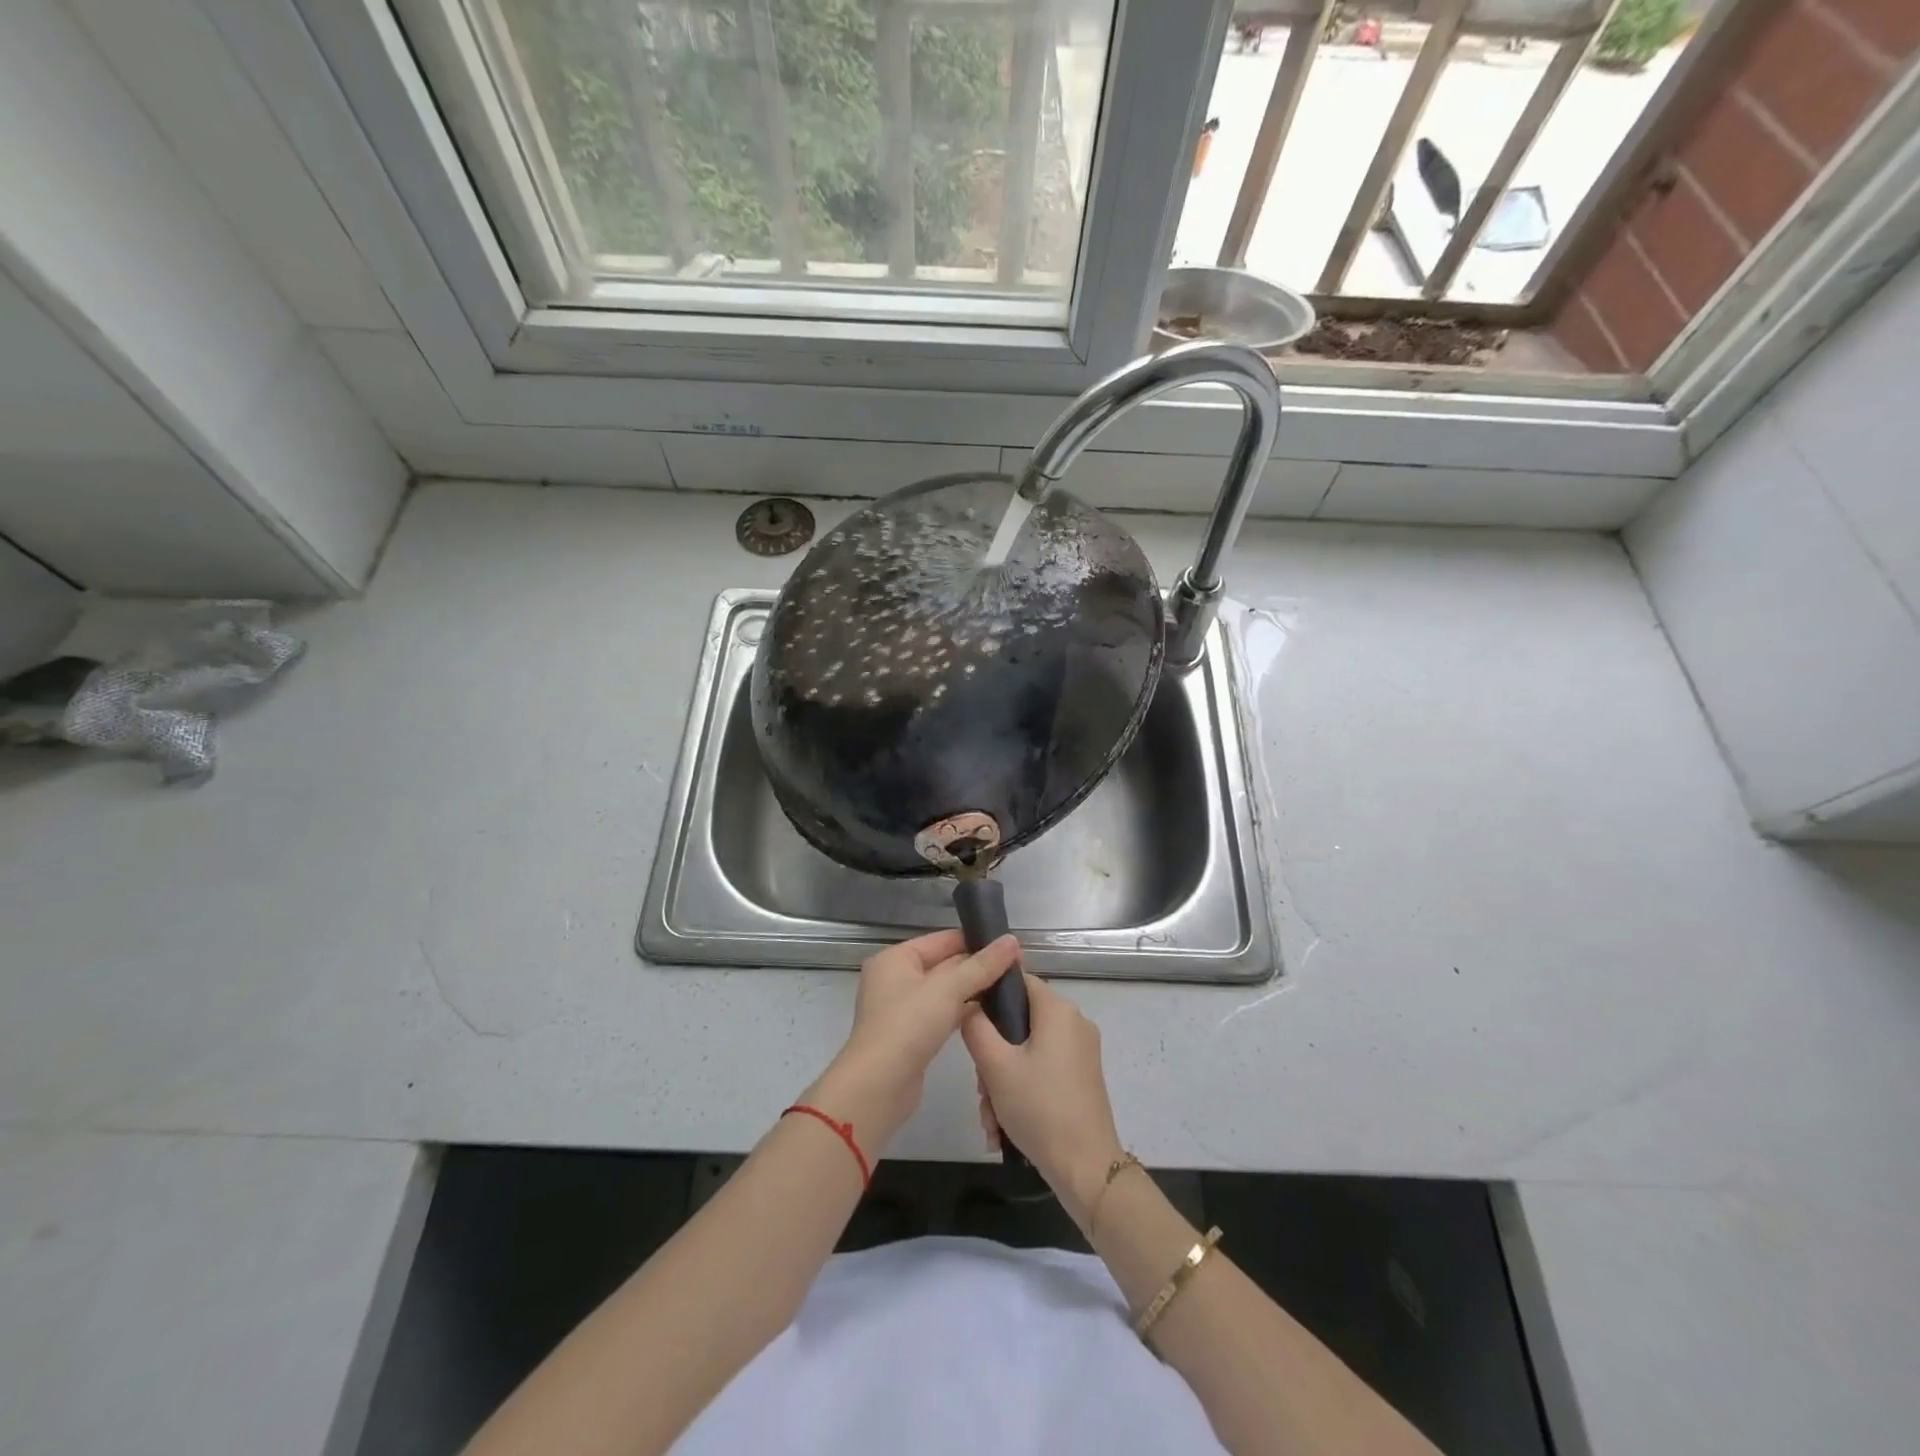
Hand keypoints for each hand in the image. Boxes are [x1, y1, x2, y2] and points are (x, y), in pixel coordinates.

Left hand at [805, 929, 1021, 1154]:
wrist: (879, 1086)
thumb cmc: (908, 1025)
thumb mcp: (948, 989)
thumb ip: (982, 965)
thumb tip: (1012, 940)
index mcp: (896, 958)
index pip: (943, 940)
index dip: (977, 941)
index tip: (1011, 947)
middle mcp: (896, 978)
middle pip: (944, 964)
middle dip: (978, 967)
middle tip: (1017, 969)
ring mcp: (903, 1008)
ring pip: (945, 991)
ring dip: (973, 990)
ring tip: (1010, 988)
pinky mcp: (912, 1034)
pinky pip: (942, 1013)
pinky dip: (963, 1011)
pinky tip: (991, 1013)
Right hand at [962, 971, 1124, 1227]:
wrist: (1086, 1168)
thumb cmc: (1039, 1108)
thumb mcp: (995, 1066)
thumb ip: (975, 1028)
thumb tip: (968, 1005)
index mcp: (1058, 1010)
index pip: (1018, 981)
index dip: (989, 996)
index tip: (969, 1024)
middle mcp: (1074, 1023)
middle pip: (1020, 1022)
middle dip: (993, 1057)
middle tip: (981, 1090)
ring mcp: (1082, 1051)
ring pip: (1028, 1051)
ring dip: (1003, 1081)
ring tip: (991, 1119)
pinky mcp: (1083, 1077)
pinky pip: (1043, 1070)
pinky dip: (1023, 1090)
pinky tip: (1005, 1126)